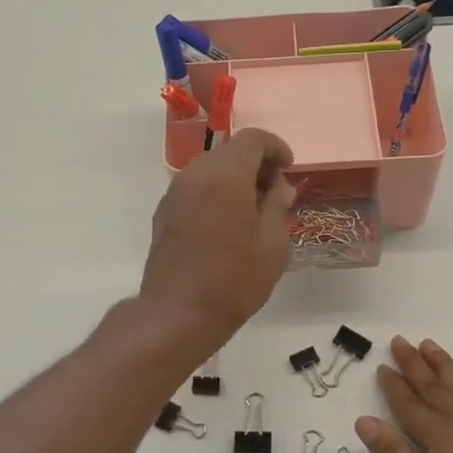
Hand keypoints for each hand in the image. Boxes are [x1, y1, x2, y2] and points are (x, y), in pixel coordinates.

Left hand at [139, 128, 294, 344]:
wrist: (178, 313)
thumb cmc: (234, 279)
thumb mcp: (272, 244)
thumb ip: (277, 205)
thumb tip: (278, 186)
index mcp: (225, 174)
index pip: (253, 138)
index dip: (276, 147)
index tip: (289, 169)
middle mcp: (195, 174)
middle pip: (230, 152)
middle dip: (256, 165)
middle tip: (275, 194)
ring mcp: (174, 193)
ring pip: (211, 170)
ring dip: (235, 180)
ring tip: (253, 212)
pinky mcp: (164, 213)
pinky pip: (195, 189)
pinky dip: (215, 194)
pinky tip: (227, 226)